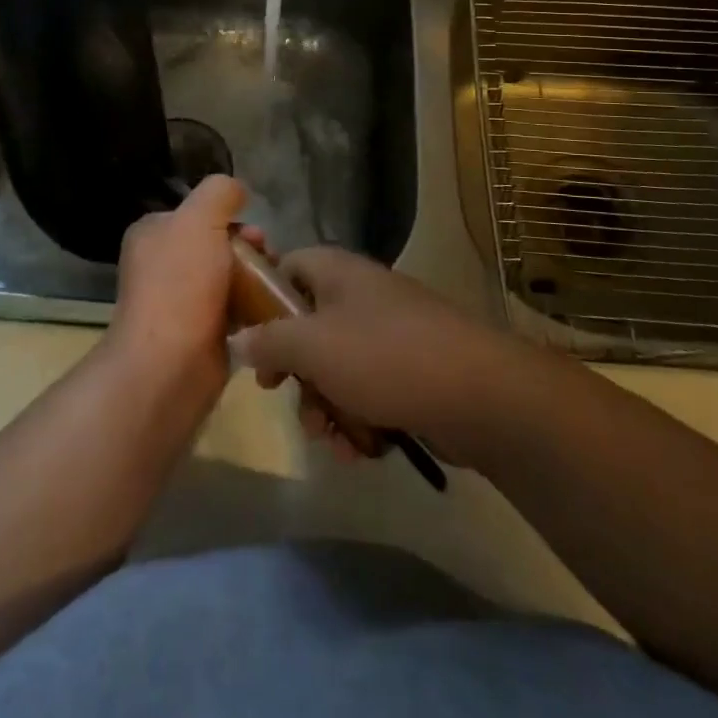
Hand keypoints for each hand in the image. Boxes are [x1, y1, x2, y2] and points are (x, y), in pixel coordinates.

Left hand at [104, 175, 263, 404]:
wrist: (169, 366)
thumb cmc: (181, 285)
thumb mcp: (200, 219)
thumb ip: (220, 192)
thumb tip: (237, 192)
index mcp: (153, 234)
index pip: (199, 213)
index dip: (232, 218)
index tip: (257, 235)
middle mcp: (162, 265)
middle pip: (219, 245)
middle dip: (251, 250)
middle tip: (270, 262)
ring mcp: (180, 302)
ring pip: (230, 279)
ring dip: (256, 281)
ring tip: (276, 290)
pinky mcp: (200, 335)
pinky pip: (234, 312)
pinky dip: (253, 312)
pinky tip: (271, 315)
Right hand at [229, 247, 521, 466]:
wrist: (479, 396)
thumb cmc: (384, 357)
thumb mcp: (312, 346)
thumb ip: (268, 341)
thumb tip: (238, 339)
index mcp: (338, 272)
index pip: (287, 266)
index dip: (263, 299)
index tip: (251, 339)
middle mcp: (362, 296)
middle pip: (308, 325)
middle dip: (294, 371)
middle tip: (283, 396)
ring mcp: (390, 334)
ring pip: (335, 367)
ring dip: (324, 406)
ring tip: (331, 438)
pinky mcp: (411, 372)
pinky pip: (367, 392)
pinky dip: (358, 420)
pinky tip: (361, 451)